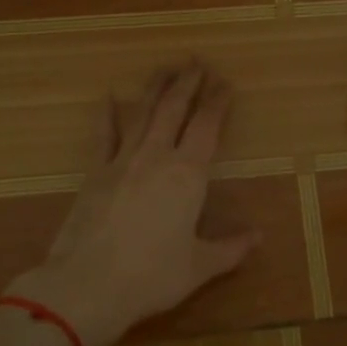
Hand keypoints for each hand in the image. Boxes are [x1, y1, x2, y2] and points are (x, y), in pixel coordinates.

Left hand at [8, 63, 258, 345]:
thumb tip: (259, 237)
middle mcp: (157, 157)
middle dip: (188, 82)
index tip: (224, 82)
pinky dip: (107, 114)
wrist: (88, 284)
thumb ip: (230, 249)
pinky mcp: (95, 173)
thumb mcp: (199, 267)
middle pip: (174, 109)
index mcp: (188, 175)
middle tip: (196, 60)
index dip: (217, 102)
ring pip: (143, 113)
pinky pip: (104, 136)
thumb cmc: (152, 276)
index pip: (207, 127)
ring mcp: (122, 161)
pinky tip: (110, 96)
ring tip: (165, 66)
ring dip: (155, 88)